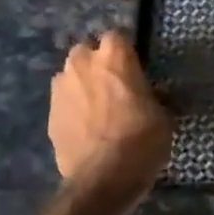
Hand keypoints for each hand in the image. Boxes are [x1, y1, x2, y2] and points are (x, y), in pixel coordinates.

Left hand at [49, 32, 173, 214]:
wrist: (103, 178)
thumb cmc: (142, 139)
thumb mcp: (163, 116)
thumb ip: (153, 97)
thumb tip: (153, 96)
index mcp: (114, 56)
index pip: (117, 36)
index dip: (125, 52)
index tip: (134, 67)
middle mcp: (83, 63)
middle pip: (86, 52)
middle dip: (96, 64)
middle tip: (113, 85)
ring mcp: (61, 89)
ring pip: (70, 76)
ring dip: (81, 85)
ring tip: (96, 108)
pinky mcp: (50, 115)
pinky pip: (63, 103)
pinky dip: (72, 109)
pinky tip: (85, 128)